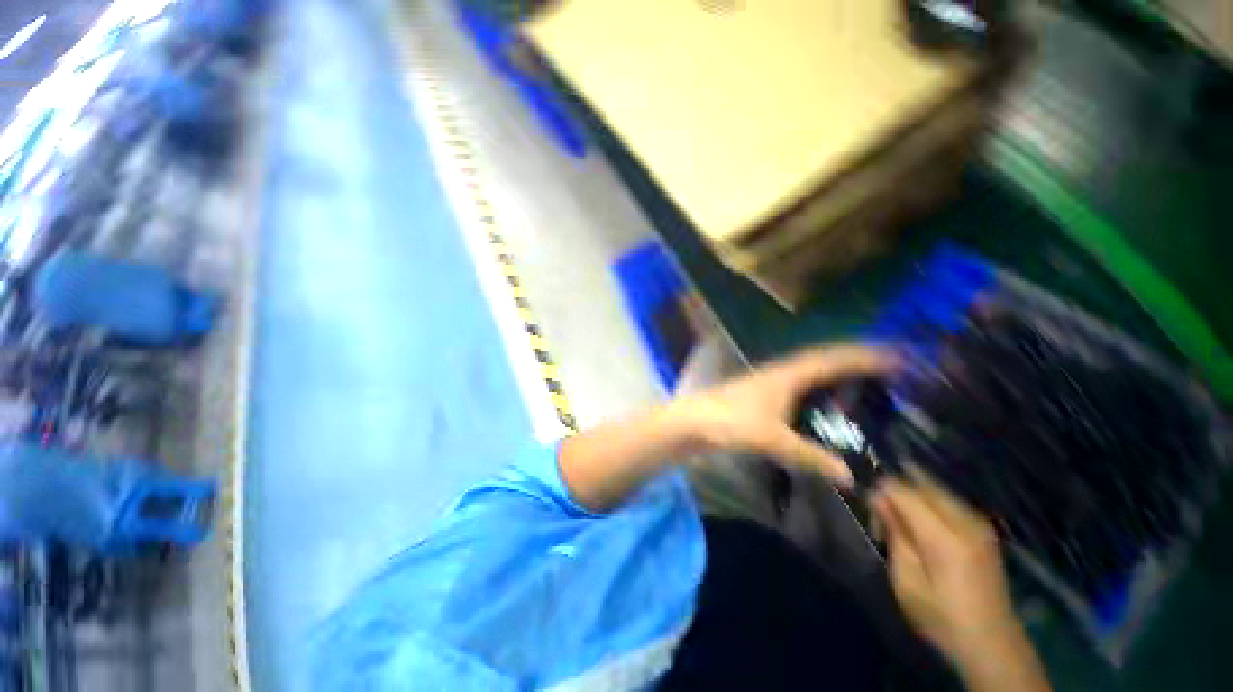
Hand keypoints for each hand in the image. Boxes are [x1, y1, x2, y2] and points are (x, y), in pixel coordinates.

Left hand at [670, 344, 896, 486]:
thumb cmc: (730, 422)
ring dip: (837, 374)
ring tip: (865, 384)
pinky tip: (825, 404)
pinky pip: (800, 386)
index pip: (833, 360)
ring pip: (811, 372)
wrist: (692, 420)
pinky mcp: (762, 395)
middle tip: (889, 369)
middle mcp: (782, 373)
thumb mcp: (772, 440)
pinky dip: (819, 389)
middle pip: (824, 360)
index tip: (897, 355)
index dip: (864, 356)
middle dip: (856, 361)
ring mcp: (770, 383)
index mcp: (788, 375)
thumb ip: (810, 457)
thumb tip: (850, 477)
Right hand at [872, 473, 1049, 690]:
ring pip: (935, 488)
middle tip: (883, 517)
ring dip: (912, 496)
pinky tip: (922, 525)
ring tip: (901, 522)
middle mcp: (965, 520)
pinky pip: (948, 500)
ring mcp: (979, 523)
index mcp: (944, 537)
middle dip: (896, 491)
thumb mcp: (906, 581)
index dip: (880, 492)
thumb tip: (877, 498)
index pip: (902, 489)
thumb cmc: (940, 616)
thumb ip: (894, 534)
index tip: (870, 513)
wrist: (992, 642)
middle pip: (921, 483)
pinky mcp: (984, 529)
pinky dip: (929, 502)